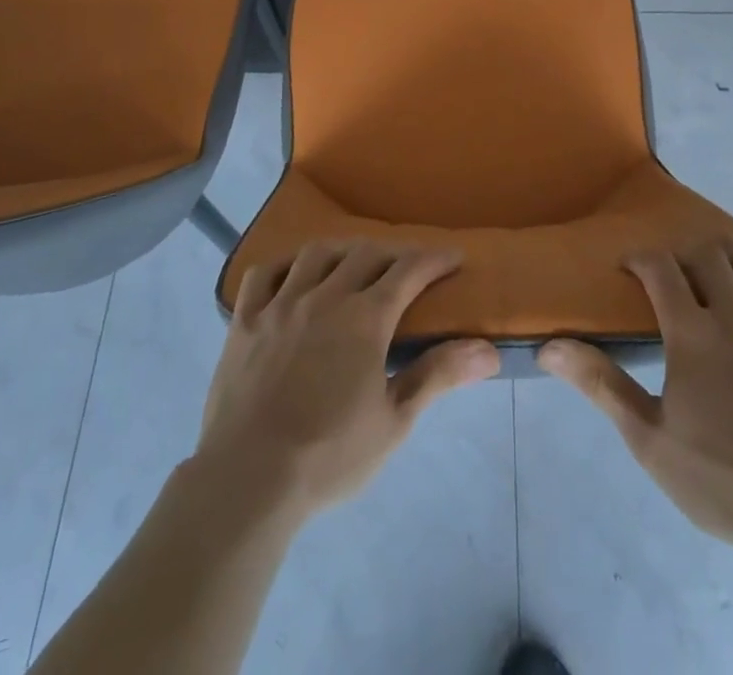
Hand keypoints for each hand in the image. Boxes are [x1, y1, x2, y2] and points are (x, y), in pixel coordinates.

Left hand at [194, 241, 500, 518]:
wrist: (247, 480)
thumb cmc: (329, 456)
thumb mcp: (394, 422)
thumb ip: (438, 375)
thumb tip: (488, 349)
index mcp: (365, 318)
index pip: (408, 272)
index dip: (434, 260)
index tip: (453, 257)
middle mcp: (325, 296)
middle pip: (365, 255)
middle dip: (393, 254)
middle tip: (407, 267)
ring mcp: (280, 304)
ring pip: (316, 254)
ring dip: (342, 252)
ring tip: (353, 263)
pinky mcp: (244, 320)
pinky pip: (264, 274)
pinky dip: (284, 265)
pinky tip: (293, 274)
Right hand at [539, 242, 732, 556]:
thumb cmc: (720, 481)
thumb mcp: (648, 438)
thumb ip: (600, 384)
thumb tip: (548, 346)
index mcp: (693, 332)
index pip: (660, 268)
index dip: (640, 258)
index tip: (628, 266)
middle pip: (710, 257)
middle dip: (686, 255)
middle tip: (674, 275)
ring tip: (723, 271)